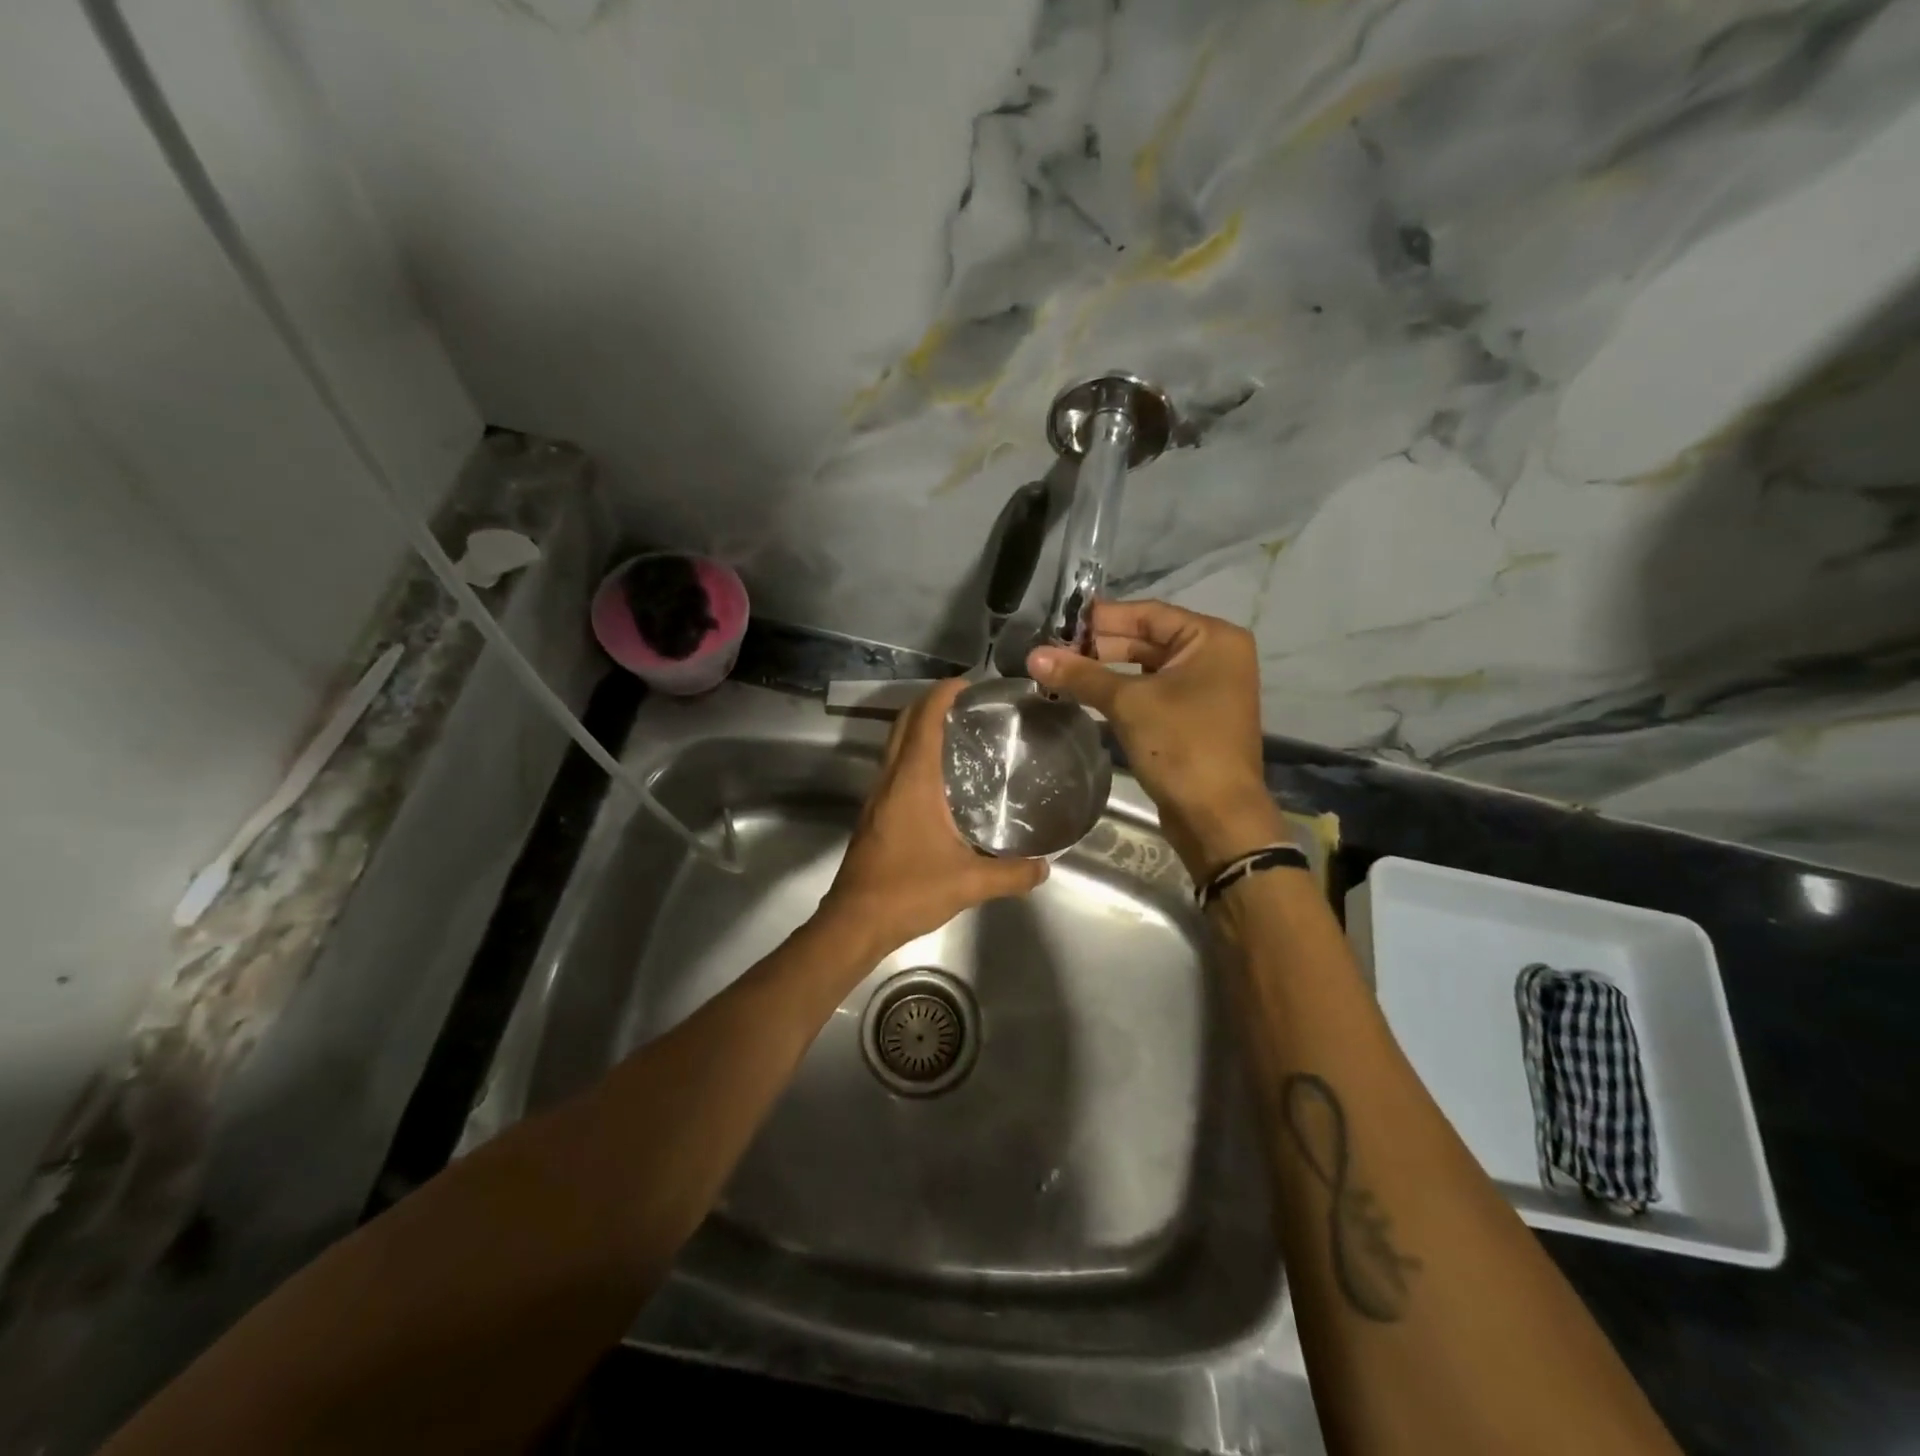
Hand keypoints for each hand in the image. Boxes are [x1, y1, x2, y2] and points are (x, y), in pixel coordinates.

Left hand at [817, 677, 1048, 959]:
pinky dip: (913, 754)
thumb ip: (1012, 874)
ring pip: (895, 744)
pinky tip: (939, 778)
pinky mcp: (874, 814)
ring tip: (957, 733)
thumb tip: (1045, 867)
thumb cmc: (908, 891)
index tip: (969, 684)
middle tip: (967, 704)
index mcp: (912, 781)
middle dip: (931, 703)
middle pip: (905, 723)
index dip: (943, 693)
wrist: (855, 921)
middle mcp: (891, 779)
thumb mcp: (969, 883)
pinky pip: (894, 767)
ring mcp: (877, 796)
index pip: (925, 720)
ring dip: (919, 728)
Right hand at [1028, 599, 1284, 877]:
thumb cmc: (1182, 746)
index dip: (1102, 618)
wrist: (1217, 817)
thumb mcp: (1128, 703)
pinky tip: (1084, 695)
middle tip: (1053, 651)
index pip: (1147, 614)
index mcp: (1212, 639)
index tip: (1059, 622)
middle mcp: (1214, 656)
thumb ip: (1081, 675)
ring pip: (1146, 668)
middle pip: (1146, 639)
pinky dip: (1120, 692)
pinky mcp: (1192, 717)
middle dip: (1099, 646)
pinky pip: (1151, 693)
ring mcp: (1205, 689)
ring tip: (1060, 672)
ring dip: (1105, 671)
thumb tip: (1034, 655)